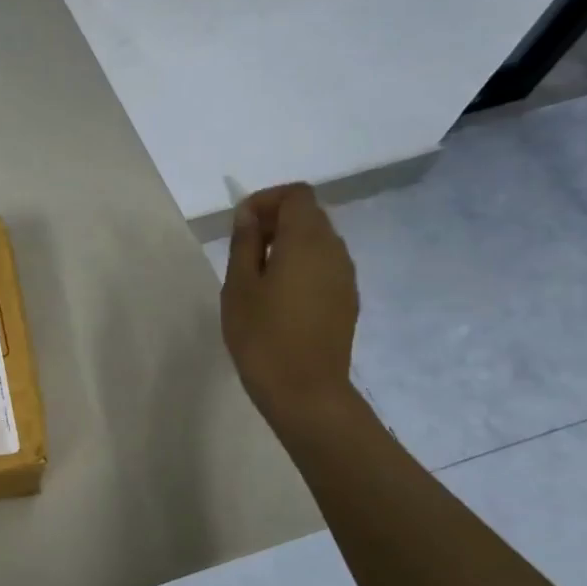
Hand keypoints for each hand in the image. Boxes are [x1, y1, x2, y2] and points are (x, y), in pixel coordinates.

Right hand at [221, 183, 359, 422]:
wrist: (305, 391)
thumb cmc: (262, 335)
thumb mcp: (239, 285)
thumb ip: (244, 243)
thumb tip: (248, 214)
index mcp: (307, 240)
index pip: (296, 194)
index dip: (266, 200)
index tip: (240, 226)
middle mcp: (334, 250)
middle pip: (309, 214)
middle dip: (275, 221)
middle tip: (243, 250)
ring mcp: (346, 276)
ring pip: (318, 241)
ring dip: (289, 244)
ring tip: (258, 275)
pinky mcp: (347, 299)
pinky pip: (324, 266)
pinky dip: (302, 266)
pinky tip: (279, 297)